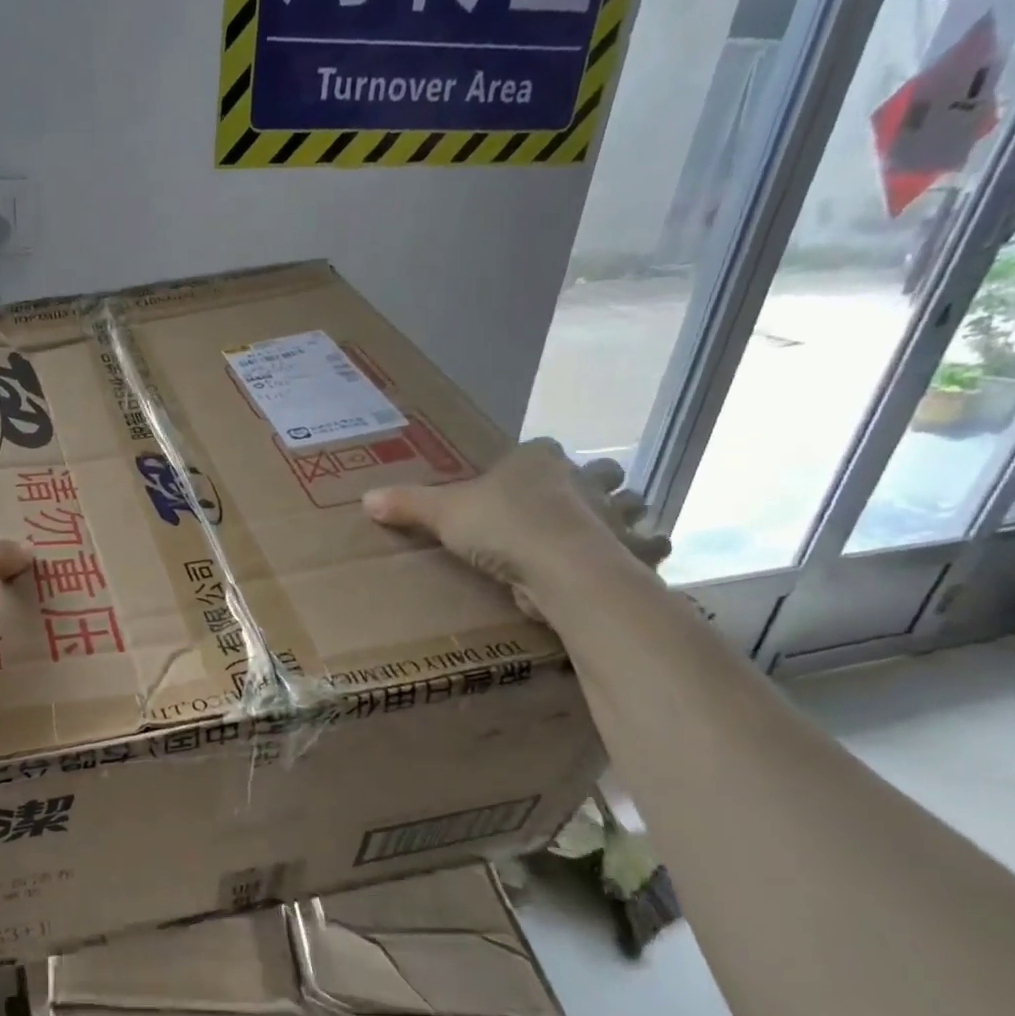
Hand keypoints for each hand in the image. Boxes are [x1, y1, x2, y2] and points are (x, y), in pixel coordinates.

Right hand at [362, 438, 668, 620]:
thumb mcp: (443, 513)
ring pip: (632, 505)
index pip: (542, 450)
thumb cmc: (501, 526)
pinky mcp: (630, 549)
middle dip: (593, 483)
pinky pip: (648, 546)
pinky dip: (644, 552)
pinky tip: (627, 563)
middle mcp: (583, 479)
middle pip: (599, 471)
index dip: (534, 464)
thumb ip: (408, 504)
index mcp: (538, 460)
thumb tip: (366, 499)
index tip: (522, 482)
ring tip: (604, 534)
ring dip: (625, 516)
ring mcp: (613, 513)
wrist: (560, 565)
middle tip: (570, 505)